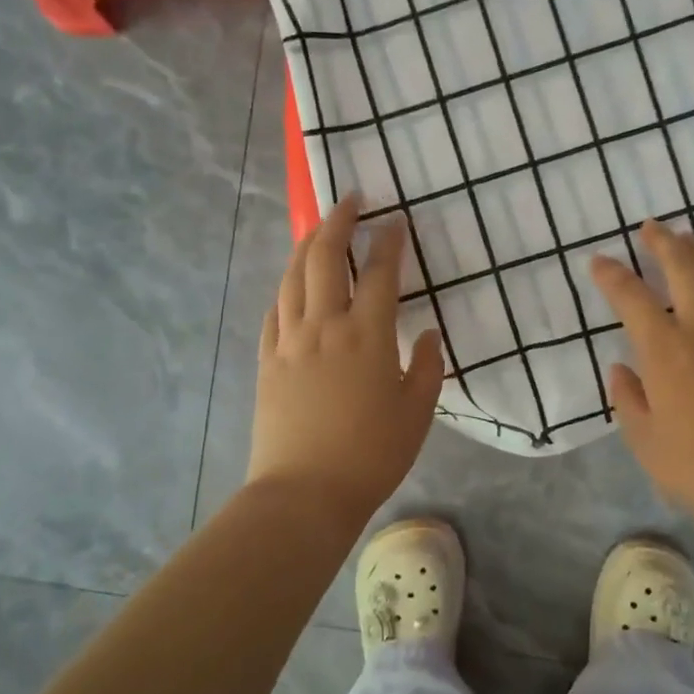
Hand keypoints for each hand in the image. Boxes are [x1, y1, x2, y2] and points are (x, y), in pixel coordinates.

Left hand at [248, 195, 443, 521]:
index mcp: (367, 335)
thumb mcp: (417, 413)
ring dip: (306, 245)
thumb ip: (426, 367)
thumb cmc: (371, 454)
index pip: (379, 273)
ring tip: (318, 230)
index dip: (388, 242)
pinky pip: (274, 310)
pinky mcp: (266, 360)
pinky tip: (291, 285)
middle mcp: (324, 325)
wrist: (304, 492)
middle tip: (350, 201)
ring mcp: (289, 341)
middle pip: (324, 258)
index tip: (395, 220)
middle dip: (338, 222)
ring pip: (292, 276)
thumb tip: (426, 333)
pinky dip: (284, 288)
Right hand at [590, 219, 693, 530]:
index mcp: (667, 351)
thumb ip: (628, 399)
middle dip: (663, 242)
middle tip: (651, 227)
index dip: (612, 275)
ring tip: (690, 240)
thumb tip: (622, 369)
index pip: (632, 297)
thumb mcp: (645, 442)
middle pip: (684, 266)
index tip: (600, 261)